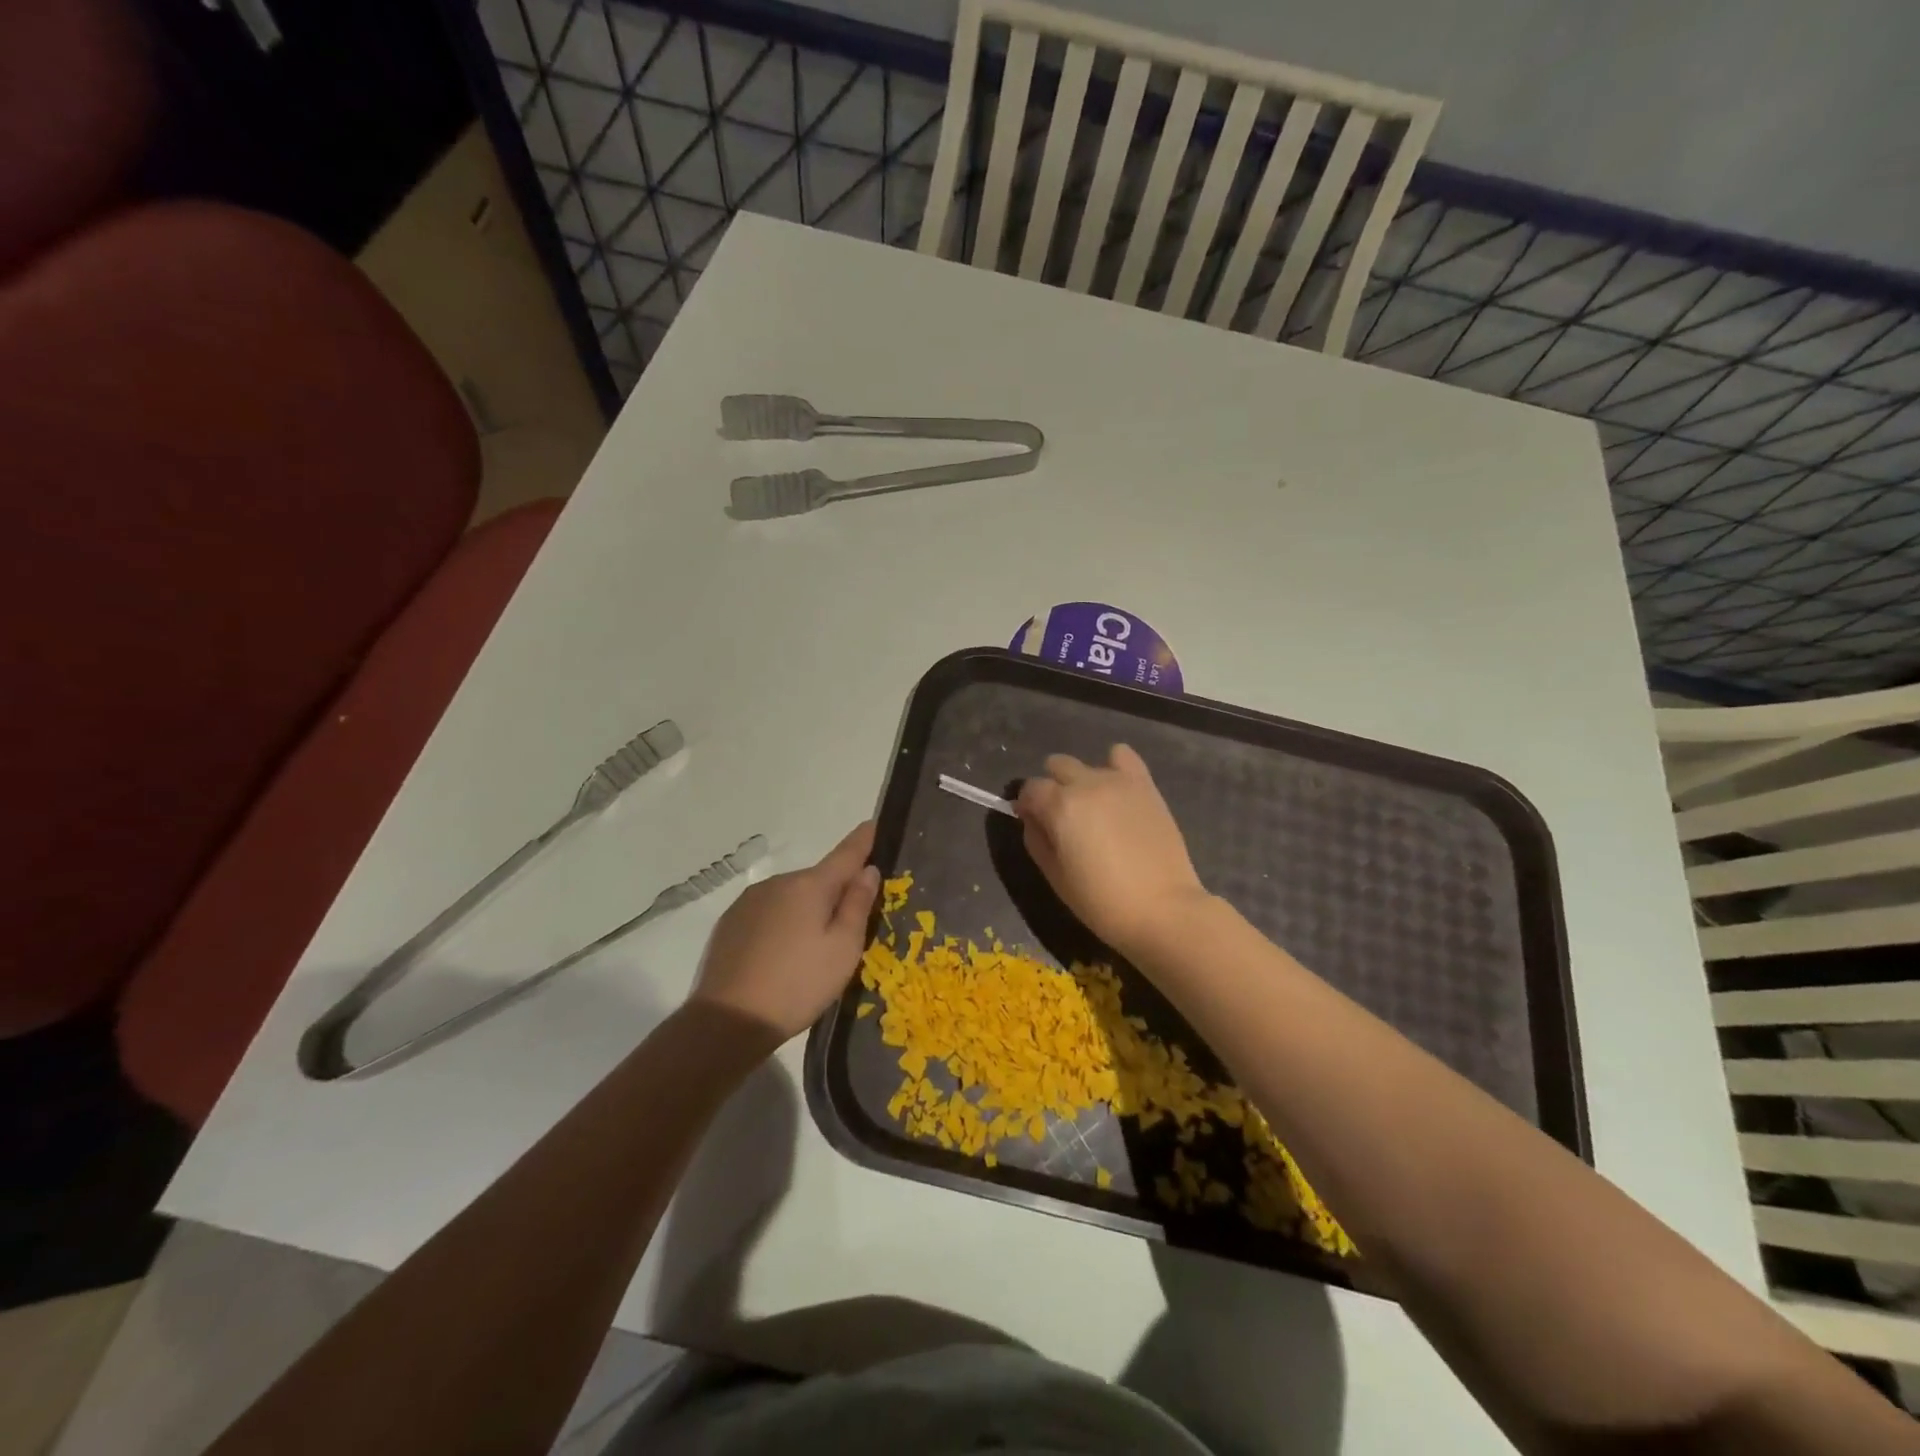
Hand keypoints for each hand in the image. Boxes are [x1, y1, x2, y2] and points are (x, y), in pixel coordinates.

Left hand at [690, 821, 879, 1042]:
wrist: (727, 1020)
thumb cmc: (798, 984)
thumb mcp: (843, 949)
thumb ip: (858, 905)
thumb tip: (867, 870)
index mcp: (810, 885)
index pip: (846, 853)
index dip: (863, 839)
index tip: (873, 823)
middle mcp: (778, 883)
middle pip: (818, 880)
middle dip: (834, 893)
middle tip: (846, 930)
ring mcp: (749, 901)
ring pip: (791, 897)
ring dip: (805, 911)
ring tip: (809, 953)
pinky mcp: (730, 922)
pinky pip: (768, 913)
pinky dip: (781, 925)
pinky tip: (779, 957)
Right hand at [1016, 745, 1212, 955]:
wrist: (1163, 909)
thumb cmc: (1102, 901)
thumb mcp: (1055, 877)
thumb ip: (1036, 840)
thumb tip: (1033, 819)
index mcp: (1060, 806)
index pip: (1030, 789)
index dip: (1027, 805)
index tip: (1033, 823)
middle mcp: (1086, 783)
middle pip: (1057, 766)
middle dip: (1052, 787)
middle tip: (1063, 818)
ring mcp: (1118, 781)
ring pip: (1086, 764)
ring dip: (1081, 781)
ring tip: (1094, 810)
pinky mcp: (1145, 785)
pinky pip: (1123, 755)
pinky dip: (1114, 766)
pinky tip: (1117, 791)